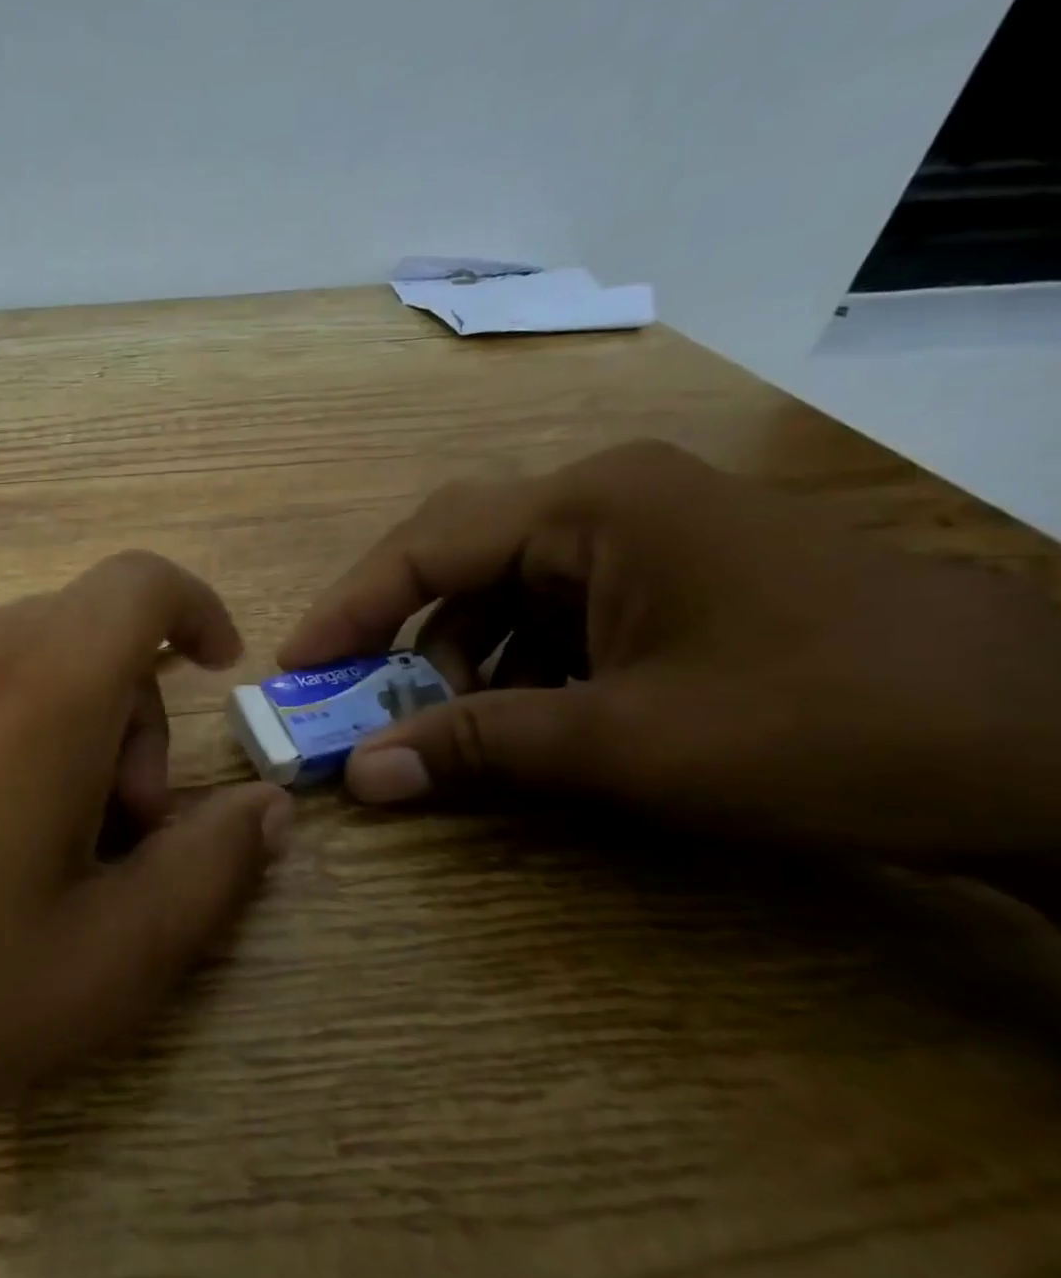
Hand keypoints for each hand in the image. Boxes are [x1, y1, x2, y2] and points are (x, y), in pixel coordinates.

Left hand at [0, 552, 291, 1172]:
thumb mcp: (111, 956)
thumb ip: (210, 867)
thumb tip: (266, 807)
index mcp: (40, 682)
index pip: (142, 586)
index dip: (196, 612)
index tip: (217, 673)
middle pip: (90, 637)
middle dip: (132, 721)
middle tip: (118, 836)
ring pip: (28, 660)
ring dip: (69, 729)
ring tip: (43, 848)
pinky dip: (6, 727)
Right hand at [280, 440, 1060, 861]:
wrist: (1054, 752)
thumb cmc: (822, 725)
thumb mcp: (624, 742)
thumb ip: (476, 747)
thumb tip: (359, 777)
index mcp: (589, 505)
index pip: (424, 547)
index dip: (347, 610)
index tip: (293, 669)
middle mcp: (605, 501)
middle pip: (456, 557)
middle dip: (396, 631)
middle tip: (351, 695)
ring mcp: (642, 536)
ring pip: (503, 591)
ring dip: (460, 660)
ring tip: (446, 729)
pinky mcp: (668, 578)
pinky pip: (554, 613)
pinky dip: (518, 667)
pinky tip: (525, 719)